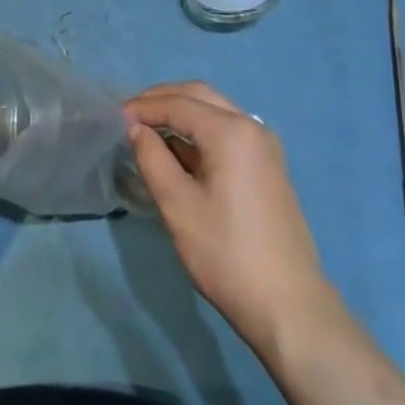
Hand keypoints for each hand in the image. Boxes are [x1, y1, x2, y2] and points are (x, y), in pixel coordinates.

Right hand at [127, 83, 336, 352]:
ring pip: (215, 111)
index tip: (115, 118)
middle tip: (131, 115)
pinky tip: (179, 150)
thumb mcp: (179, 207)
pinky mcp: (267, 165)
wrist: (290, 308)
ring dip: (181, 112)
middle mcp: (252, 126)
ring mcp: (264, 145)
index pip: (179, 103)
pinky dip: (199, 130)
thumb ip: (153, 159)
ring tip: (149, 130)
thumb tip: (136, 128)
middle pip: (199, 96)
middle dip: (162, 100)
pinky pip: (227, 131)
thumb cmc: (228, 255)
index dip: (144, 107)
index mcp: (231, 131)